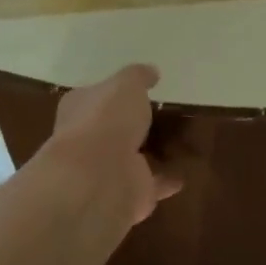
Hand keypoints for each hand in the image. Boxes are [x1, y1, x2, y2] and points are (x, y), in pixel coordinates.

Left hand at [39, 64, 181, 227]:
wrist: (100, 176)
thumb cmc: (106, 119)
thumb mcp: (126, 84)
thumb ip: (138, 76)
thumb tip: (150, 71)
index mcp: (79, 109)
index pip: (93, 97)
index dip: (111, 92)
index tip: (134, 90)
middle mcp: (88, 140)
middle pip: (111, 129)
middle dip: (130, 125)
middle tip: (157, 116)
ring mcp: (107, 170)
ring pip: (132, 158)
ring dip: (149, 154)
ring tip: (176, 143)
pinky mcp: (128, 193)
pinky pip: (151, 183)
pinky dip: (166, 180)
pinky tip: (185, 173)